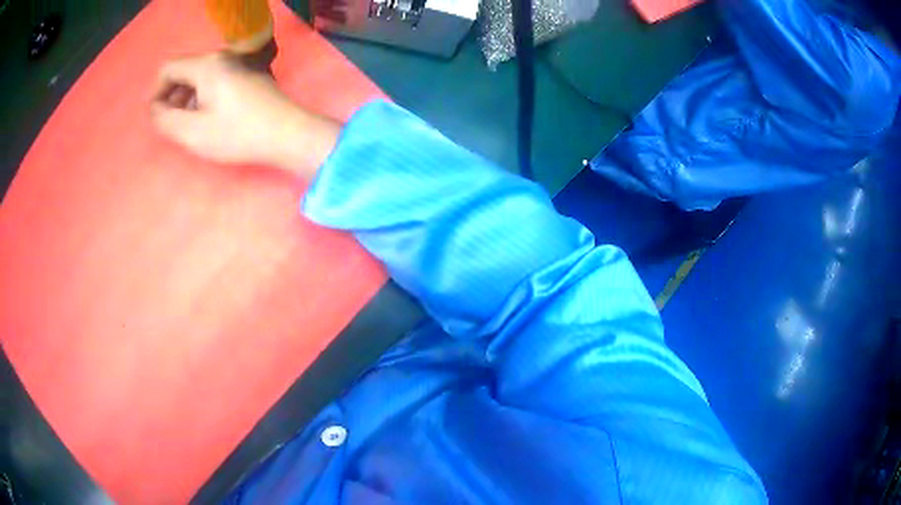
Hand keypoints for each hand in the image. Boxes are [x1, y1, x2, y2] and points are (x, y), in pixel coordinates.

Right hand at [151, 52, 340, 177]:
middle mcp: (222, 56)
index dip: (156, 93)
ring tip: (189, 124)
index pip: (168, 69)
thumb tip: (155, 108)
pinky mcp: (249, 72)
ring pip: (200, 76)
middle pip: (184, 71)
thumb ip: (166, 119)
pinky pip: (216, 79)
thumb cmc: (237, 133)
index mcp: (206, 64)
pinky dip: (204, 95)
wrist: (287, 132)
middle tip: (172, 124)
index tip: (156, 117)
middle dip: (172, 96)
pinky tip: (209, 117)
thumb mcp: (193, 132)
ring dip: (188, 98)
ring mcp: (239, 62)